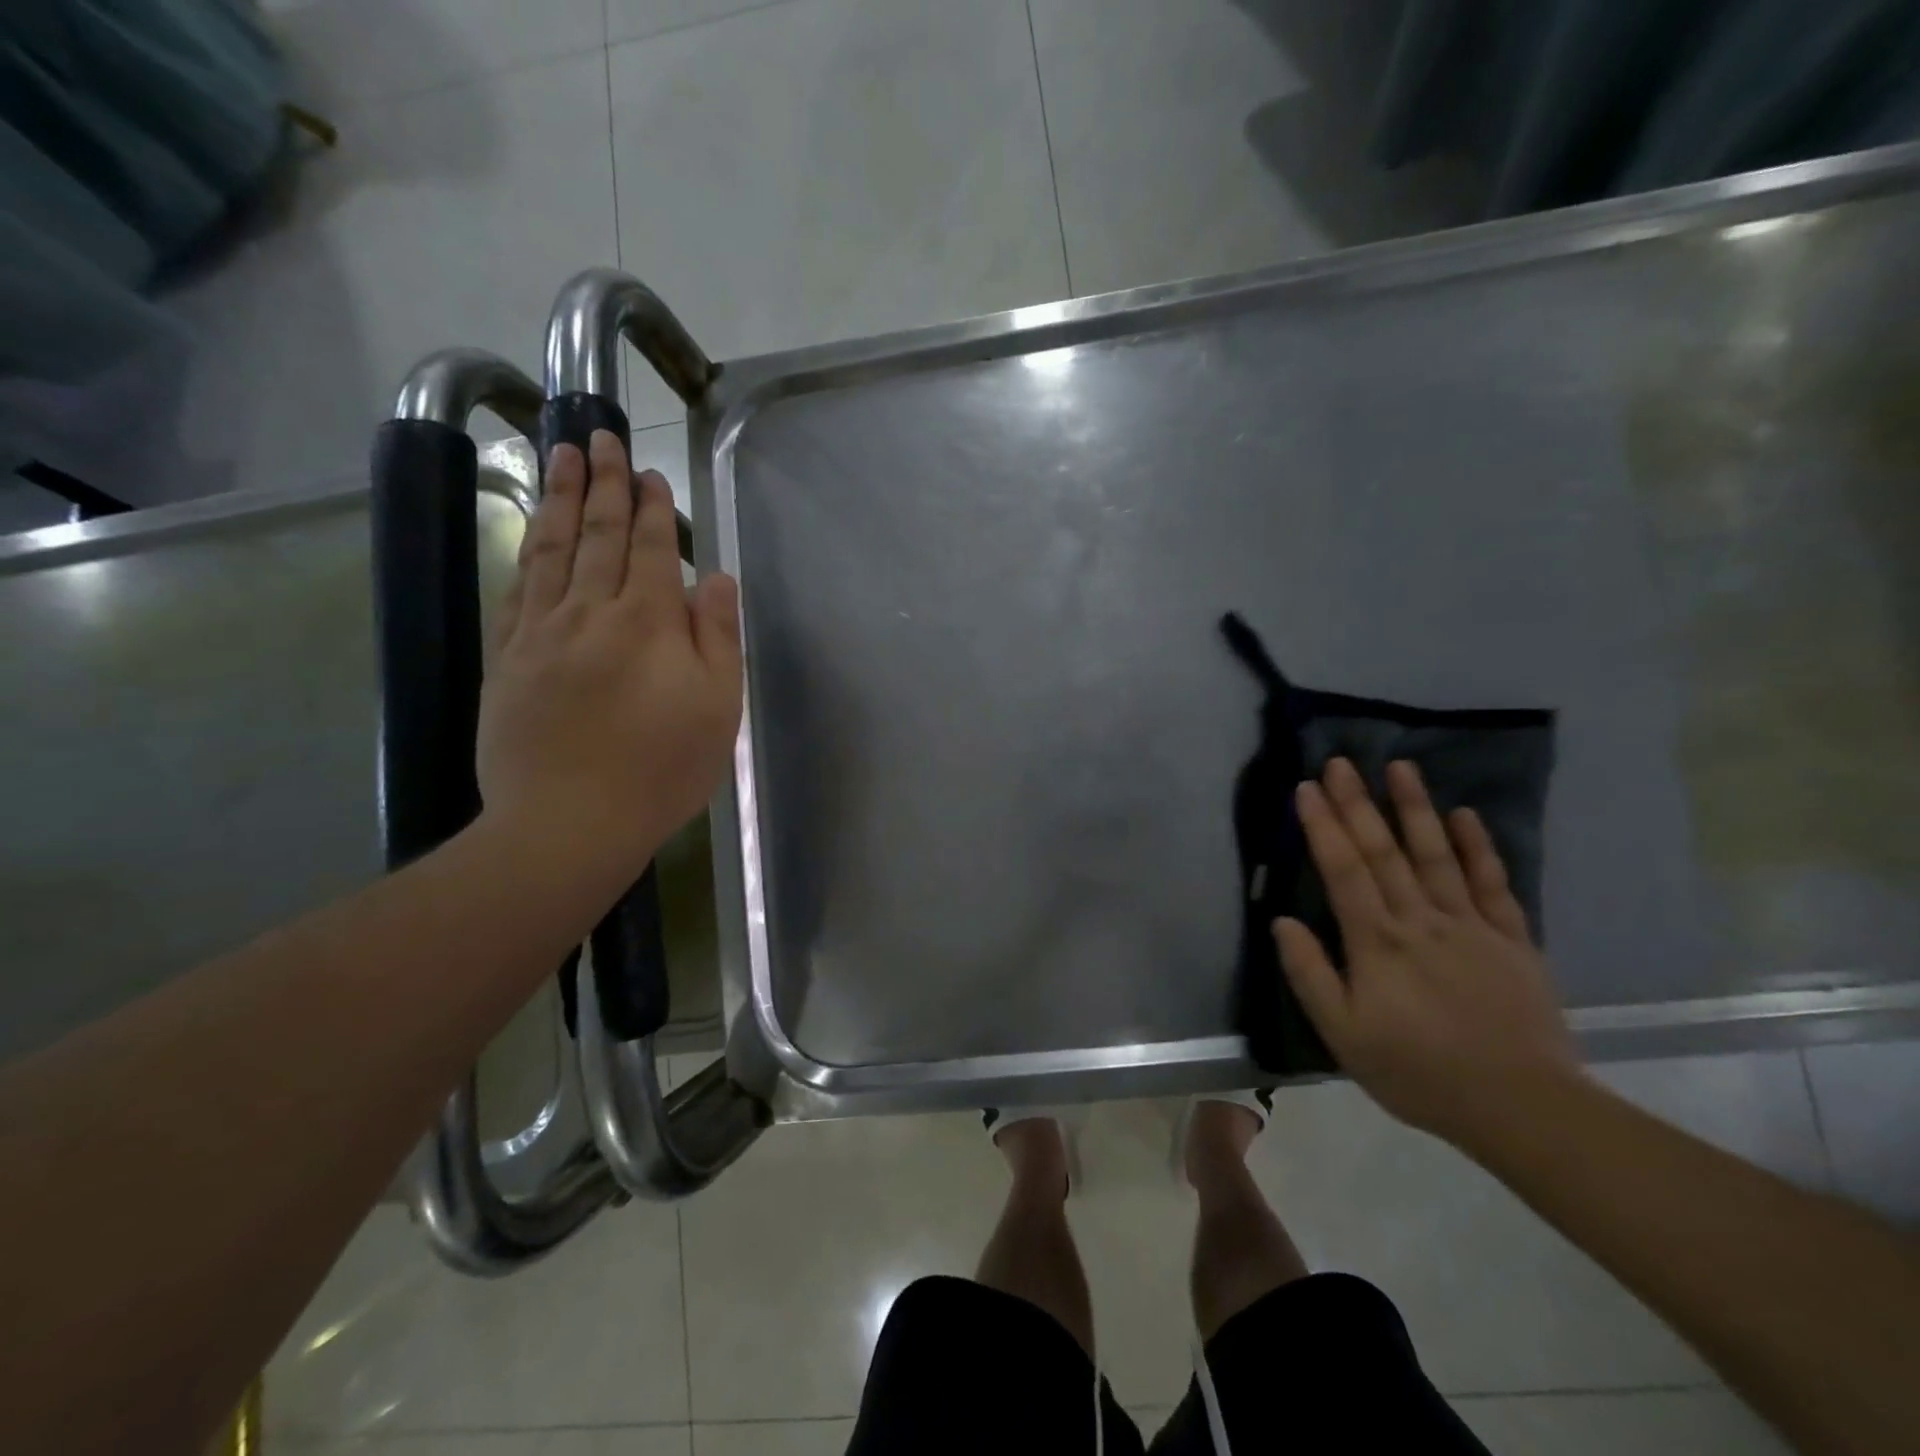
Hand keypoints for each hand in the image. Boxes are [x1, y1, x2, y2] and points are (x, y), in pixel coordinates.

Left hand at [476, 430, 742, 890]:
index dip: (651, 507)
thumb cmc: (662, 768)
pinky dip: (527, 553)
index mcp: (646, 622)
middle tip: (600, 437)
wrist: (570, 821)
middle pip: (596, 535)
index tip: (648, 471)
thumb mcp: (717, 706)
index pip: (648, 549)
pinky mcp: (507, 660)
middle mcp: (589, 612)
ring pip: (551, 550)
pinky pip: (518, 590)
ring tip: (560, 456)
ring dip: (558, 499)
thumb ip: (717, 636)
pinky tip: (531, 535)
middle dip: (603, 484)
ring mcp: (540, 633)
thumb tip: (713, 576)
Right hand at [1273, 757, 1582, 1147]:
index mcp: (1377, 942)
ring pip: (1437, 855)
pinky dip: (1478, 847)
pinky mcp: (1511, 939)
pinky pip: (1492, 884)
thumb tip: (1282, 920)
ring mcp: (1470, 926)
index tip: (1307, 787)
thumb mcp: (1344, 1035)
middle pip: (1384, 852)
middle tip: (1340, 762)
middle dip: (1358, 804)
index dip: (1323, 826)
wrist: (1522, 1106)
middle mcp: (1421, 920)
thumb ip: (1310, 974)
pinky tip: (1464, 814)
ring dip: (1415, 808)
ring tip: (1400, 767)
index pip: (1343, 870)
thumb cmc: (1418, 1072)